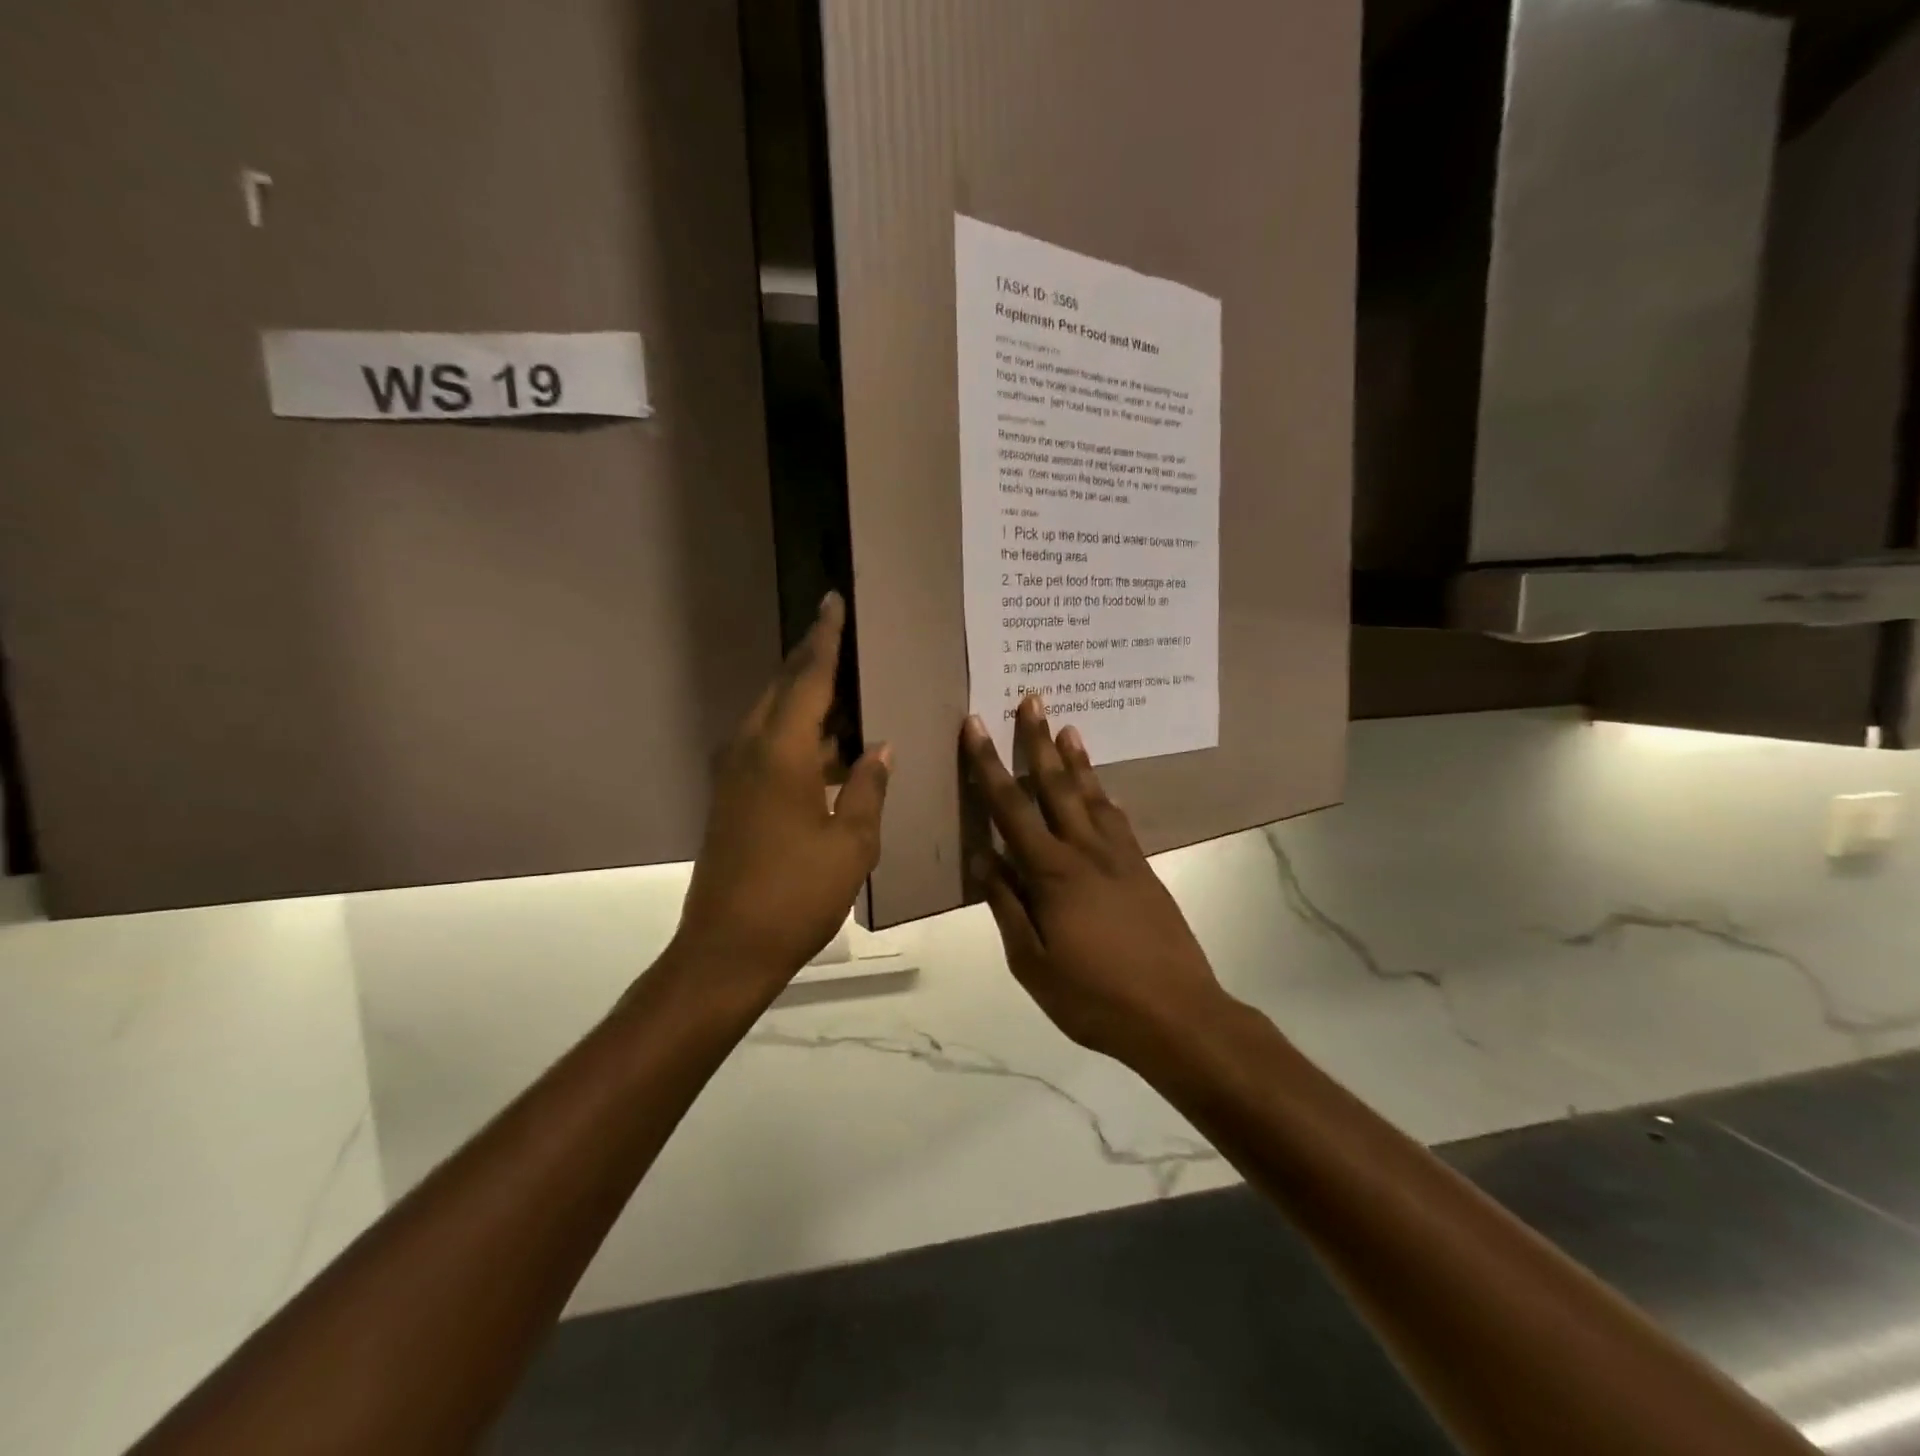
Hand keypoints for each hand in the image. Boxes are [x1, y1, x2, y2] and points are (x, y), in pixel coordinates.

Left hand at [671, 593, 890, 994]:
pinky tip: (830, 751)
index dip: (825, 639)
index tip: (833, 601)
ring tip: (848, 693)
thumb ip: (868, 788)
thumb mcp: (852, 843)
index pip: (808, 678)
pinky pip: (767, 747)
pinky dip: (797, 736)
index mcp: (781, 752)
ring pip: (773, 718)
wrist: (727, 949)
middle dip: (812, 662)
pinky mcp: (732, 799)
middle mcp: (750, 751)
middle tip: (844, 639)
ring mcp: (735, 776)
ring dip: (805, 702)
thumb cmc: (797, 894)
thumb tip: (879, 750)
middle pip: (783, 689)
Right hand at [963, 696, 1229, 1060]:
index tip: (976, 726)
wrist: (1178, 1015)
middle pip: (1057, 785)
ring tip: (1067, 728)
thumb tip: (984, 858)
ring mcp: (1121, 858)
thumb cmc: (1094, 997)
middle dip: (1037, 741)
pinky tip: (1102, 790)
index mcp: (1053, 873)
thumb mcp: (1034, 963)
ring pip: (1092, 796)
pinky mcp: (1144, 870)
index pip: (1011, 807)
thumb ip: (1007, 906)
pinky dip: (1105, 797)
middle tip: (1031, 699)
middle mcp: (1087, 852)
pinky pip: (1119, 821)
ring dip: (1077, 760)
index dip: (988, 764)